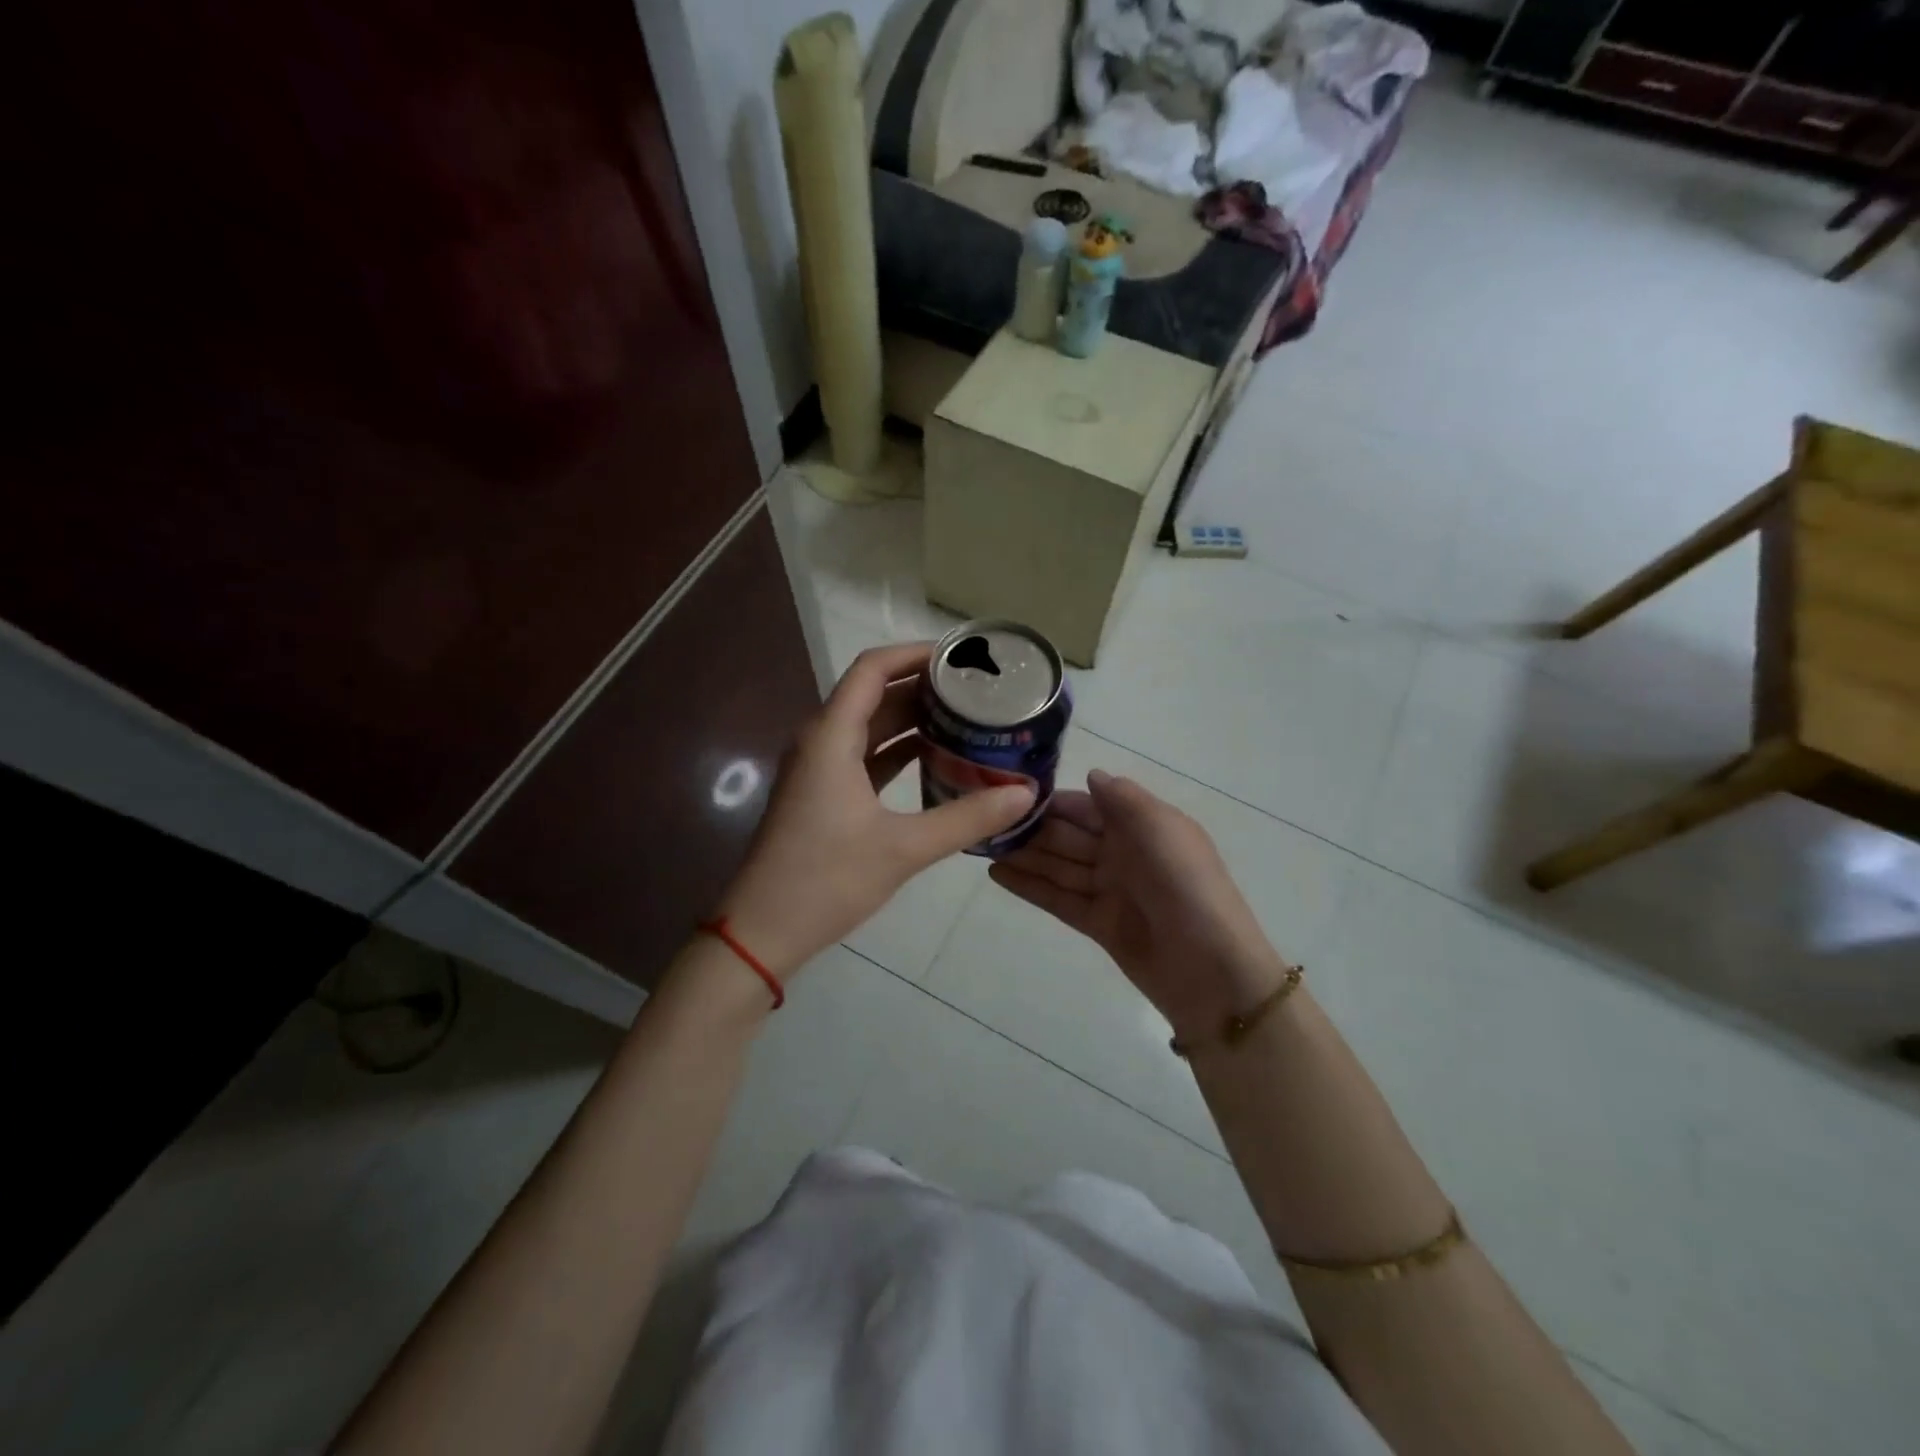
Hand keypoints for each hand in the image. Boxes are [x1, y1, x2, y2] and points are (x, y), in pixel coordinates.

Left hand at [715, 644, 1035, 978]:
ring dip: (914, 720)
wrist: (762, 931)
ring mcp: (819, 768)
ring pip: (871, 727)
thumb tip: (1025, 794)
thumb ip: (967, 817)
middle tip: (978, 691)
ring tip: (967, 719)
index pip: (873, 668)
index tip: (962, 658)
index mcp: (831, 736)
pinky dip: (899, 752)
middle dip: (925, 688)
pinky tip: (937, 761)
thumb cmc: (825, 880)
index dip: (916, 654)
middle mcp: (821, 741)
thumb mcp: (903, 848)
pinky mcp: (822, 794)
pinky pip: (865, 756)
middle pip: (875, 694)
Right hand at [990, 769, 1290, 1042]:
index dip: (1051, 801)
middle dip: (1029, 828)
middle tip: (981, 820)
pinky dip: (1029, 887)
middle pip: (1067, 836)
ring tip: (979, 844)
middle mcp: (1122, 854)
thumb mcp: (1161, 829)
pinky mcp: (1098, 924)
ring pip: (1058, 866)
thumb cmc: (1187, 887)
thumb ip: (1123, 799)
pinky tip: (996, 874)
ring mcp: (1109, 890)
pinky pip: (1057, 899)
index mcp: (1141, 826)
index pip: (1086, 805)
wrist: (1211, 970)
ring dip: (1022, 855)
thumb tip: (1091, 774)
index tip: (1008, 792)